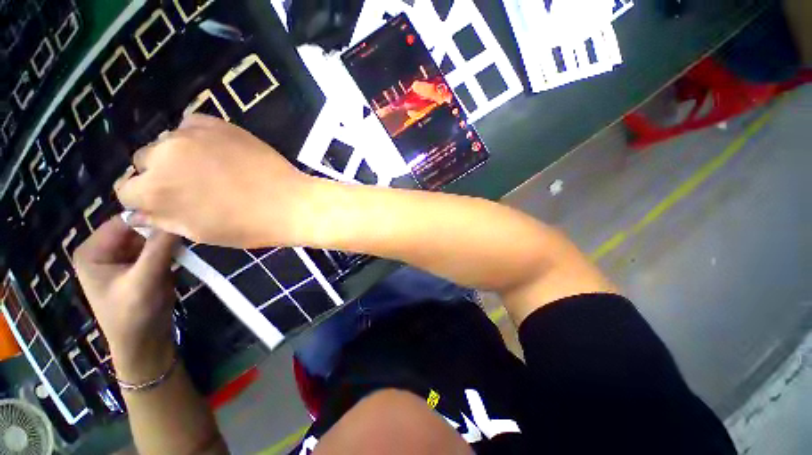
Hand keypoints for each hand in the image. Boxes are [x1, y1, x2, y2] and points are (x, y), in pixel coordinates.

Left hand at [73, 217, 178, 382]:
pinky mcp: (141, 265)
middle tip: (188, 228)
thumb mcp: (145, 281)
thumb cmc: (134, 316)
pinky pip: (157, 248)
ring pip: (150, 237)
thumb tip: (178, 217)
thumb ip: (159, 249)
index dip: (151, 217)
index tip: (181, 216)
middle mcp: (105, 250)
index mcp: (93, 251)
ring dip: (169, 239)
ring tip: (190, 238)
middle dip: (161, 229)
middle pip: (138, 228)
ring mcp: (124, 258)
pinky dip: (172, 247)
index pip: (124, 221)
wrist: (145, 343)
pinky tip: (185, 250)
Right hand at [116, 115, 318, 247]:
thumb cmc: (247, 225)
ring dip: (176, 154)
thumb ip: (162, 219)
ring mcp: (190, 135)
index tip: (164, 201)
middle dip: (158, 174)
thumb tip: (135, 213)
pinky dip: (196, 136)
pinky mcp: (217, 123)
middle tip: (190, 185)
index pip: (127, 190)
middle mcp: (163, 155)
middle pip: (143, 161)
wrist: (290, 203)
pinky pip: (191, 124)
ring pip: (165, 142)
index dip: (145, 198)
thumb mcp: (198, 232)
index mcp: (155, 190)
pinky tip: (216, 150)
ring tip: (207, 168)